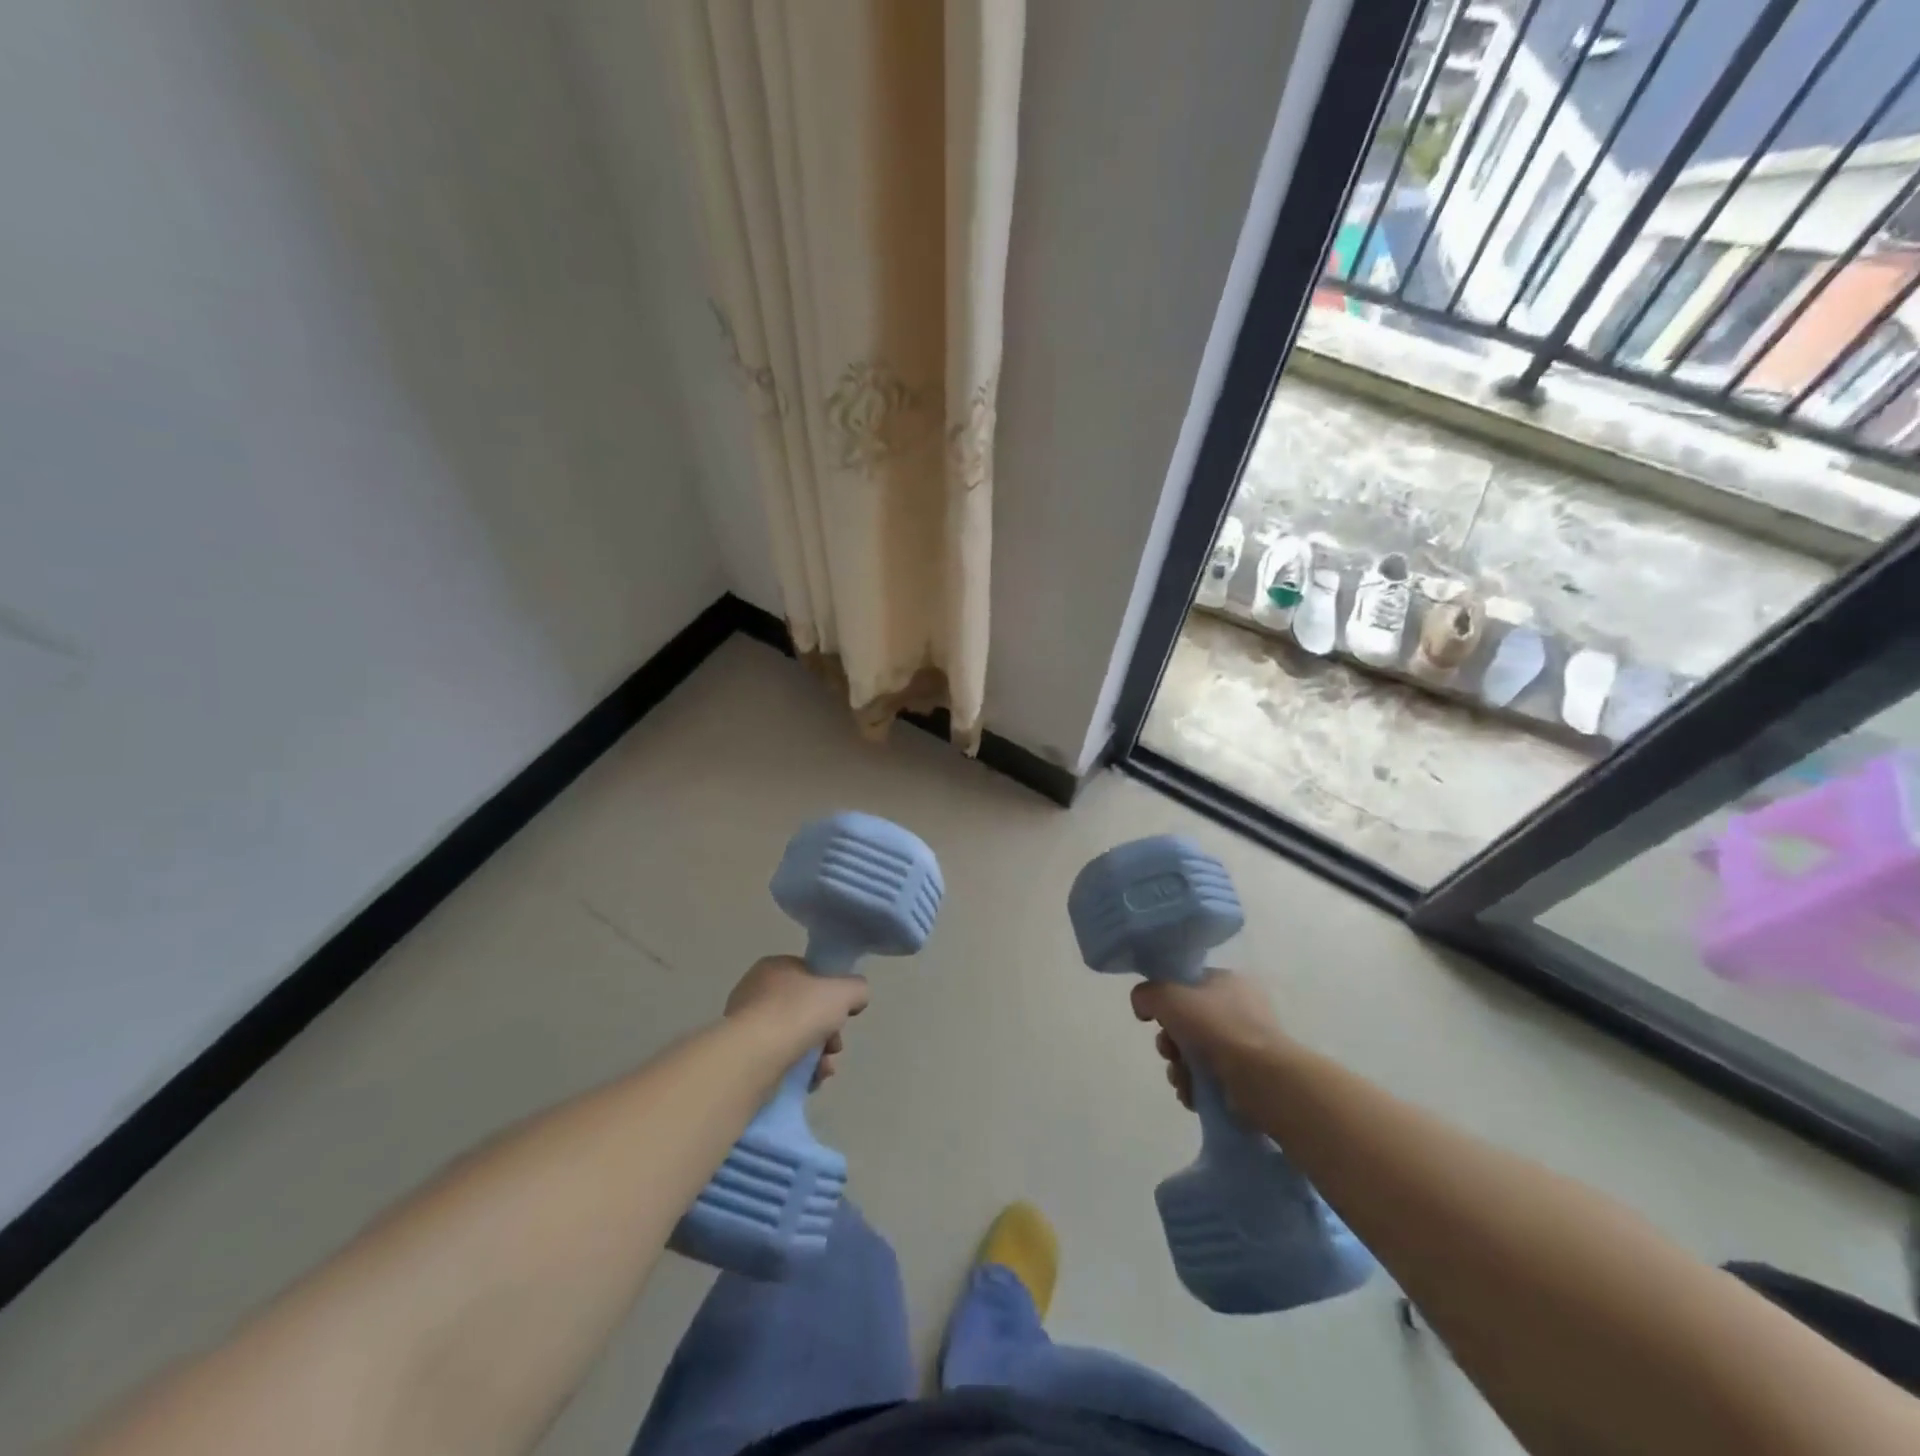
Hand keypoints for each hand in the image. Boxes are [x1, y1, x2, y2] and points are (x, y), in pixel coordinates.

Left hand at [725, 956, 869, 1088]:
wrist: (754, 1057)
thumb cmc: (798, 1012)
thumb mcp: (844, 991)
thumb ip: (857, 988)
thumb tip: (856, 998)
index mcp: (775, 967)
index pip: (810, 975)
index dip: (832, 994)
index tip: (843, 1013)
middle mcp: (756, 992)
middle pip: (805, 1010)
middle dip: (828, 1031)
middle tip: (835, 1046)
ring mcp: (747, 1026)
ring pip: (795, 1038)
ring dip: (817, 1055)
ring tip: (825, 1069)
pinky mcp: (743, 1058)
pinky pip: (780, 1061)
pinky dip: (799, 1071)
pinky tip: (811, 1081)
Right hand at [1131, 970, 1289, 1112]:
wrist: (1260, 1079)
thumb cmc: (1216, 1028)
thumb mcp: (1168, 996)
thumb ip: (1146, 994)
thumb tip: (1143, 1006)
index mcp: (1227, 982)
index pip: (1186, 985)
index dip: (1165, 1001)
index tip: (1156, 1019)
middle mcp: (1239, 1009)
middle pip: (1186, 1022)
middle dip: (1170, 1042)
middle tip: (1169, 1051)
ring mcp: (1245, 1045)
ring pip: (1194, 1054)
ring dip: (1179, 1068)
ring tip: (1181, 1079)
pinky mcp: (1247, 1078)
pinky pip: (1208, 1078)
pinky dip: (1195, 1087)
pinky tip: (1192, 1094)